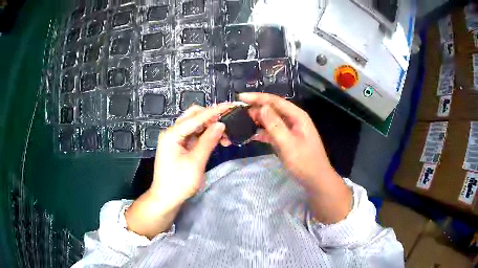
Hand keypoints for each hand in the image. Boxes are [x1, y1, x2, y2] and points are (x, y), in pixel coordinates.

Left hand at [126, 103, 233, 238]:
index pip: (196, 117)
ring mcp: (176, 139)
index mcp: (173, 134)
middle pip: (194, 116)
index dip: (215, 111)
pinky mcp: (180, 147)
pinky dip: (206, 136)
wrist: (166, 199)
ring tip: (226, 136)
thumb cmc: (179, 182)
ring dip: (210, 127)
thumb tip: (221, 124)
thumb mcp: (196, 162)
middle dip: (212, 117)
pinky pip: (194, 136)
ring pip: (195, 126)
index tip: (231, 105)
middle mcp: (173, 132)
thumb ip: (208, 141)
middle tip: (228, 123)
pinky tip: (217, 140)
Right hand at [239, 93, 332, 188]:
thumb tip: (262, 107)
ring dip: (257, 120)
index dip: (257, 98)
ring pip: (270, 120)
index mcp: (297, 115)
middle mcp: (293, 119)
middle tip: (237, 112)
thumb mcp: (288, 143)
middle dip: (255, 108)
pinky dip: (261, 132)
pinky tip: (250, 134)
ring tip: (241, 121)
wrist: (315, 179)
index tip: (240, 97)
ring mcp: (289, 130)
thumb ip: (275, 124)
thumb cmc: (304, 162)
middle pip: (272, 108)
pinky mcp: (285, 139)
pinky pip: (271, 132)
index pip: (275, 101)